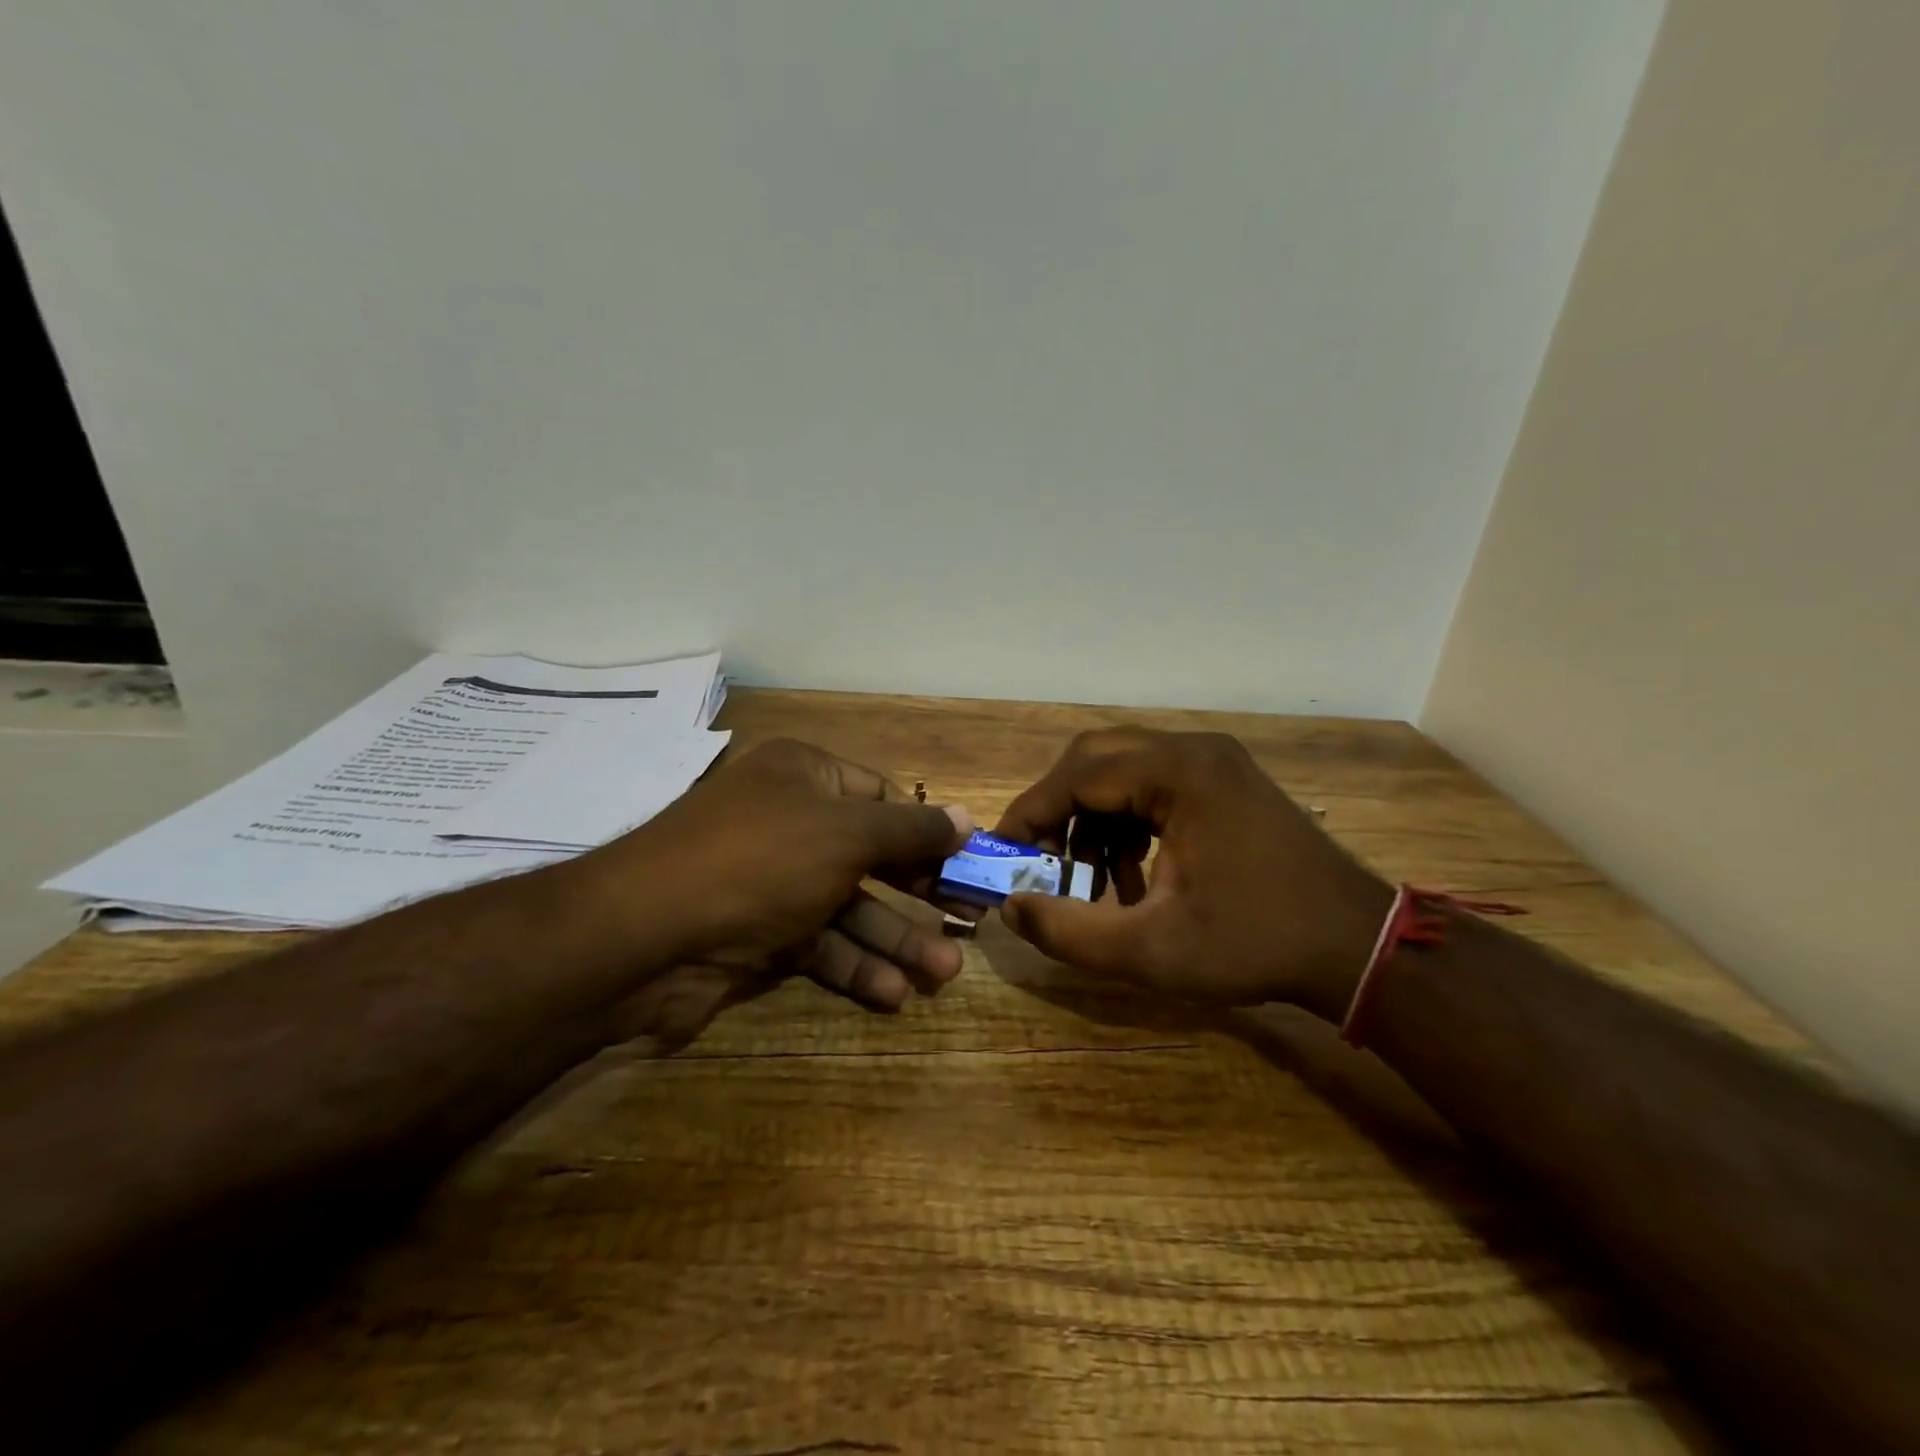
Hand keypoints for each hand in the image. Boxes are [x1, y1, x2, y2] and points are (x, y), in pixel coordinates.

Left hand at [587, 738, 973, 1012]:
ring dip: (894, 940)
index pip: (880, 796)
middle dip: (918, 892)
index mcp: (805, 775)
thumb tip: (968, 818)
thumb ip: (912, 830)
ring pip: (848, 906)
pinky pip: (818, 944)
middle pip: (870, 855)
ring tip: (943, 973)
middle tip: (967, 922)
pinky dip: (853, 966)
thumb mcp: (848, 833)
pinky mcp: (757, 934)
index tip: (965, 864)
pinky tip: (891, 994)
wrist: (646, 934)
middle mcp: (789, 821)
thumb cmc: (762, 858)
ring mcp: (772, 880)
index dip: (925, 830)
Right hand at [994, 729, 1392, 1018]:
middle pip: (1096, 758)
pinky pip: (1154, 786)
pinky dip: (1128, 824)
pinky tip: (1134, 878)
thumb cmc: (1254, 944)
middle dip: (1058, 809)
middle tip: (1040, 858)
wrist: (1356, 946)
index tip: (1003, 853)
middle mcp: (1193, 750)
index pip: (1077, 774)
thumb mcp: (1150, 950)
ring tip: (1094, 883)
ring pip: (1123, 771)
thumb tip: (1010, 907)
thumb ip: (1067, 930)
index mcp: (1178, 773)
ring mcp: (1214, 762)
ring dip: (1094, 821)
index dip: (1030, 813)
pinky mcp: (1225, 781)